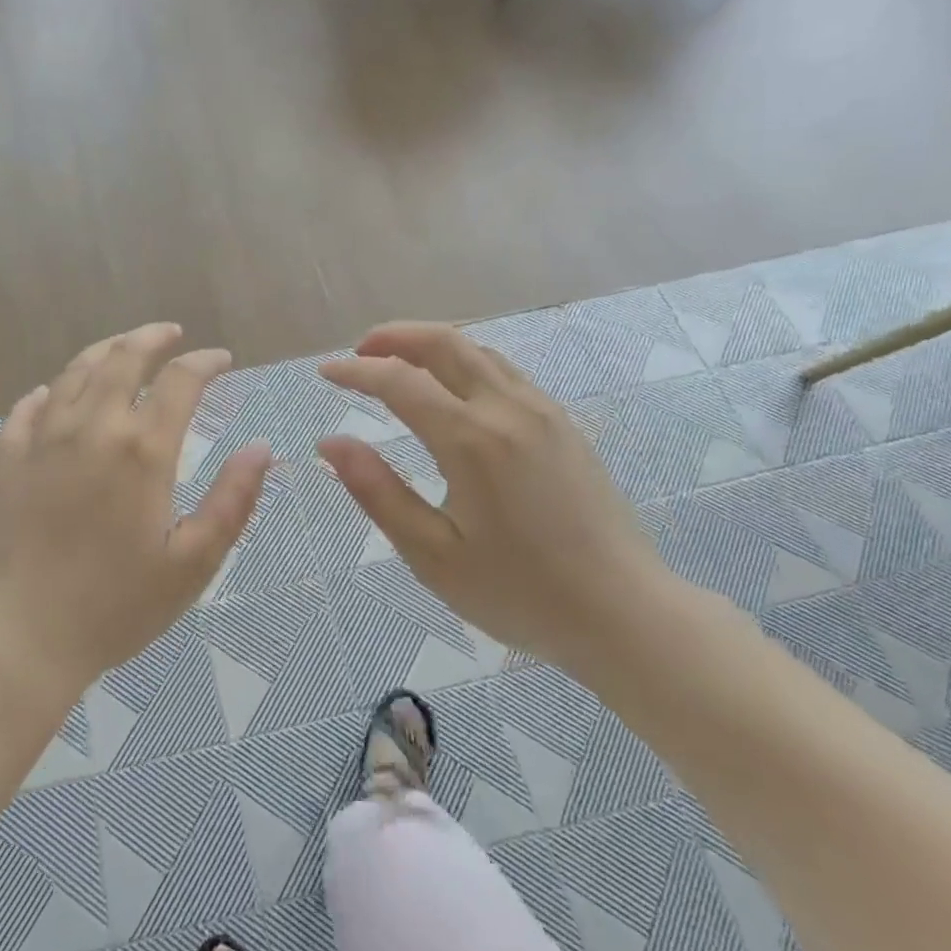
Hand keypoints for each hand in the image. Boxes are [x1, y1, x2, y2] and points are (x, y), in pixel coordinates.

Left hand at [0, 324, 272, 698]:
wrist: (20, 638)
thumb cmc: (116, 607)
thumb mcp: (193, 563)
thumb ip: (232, 500)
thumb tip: (261, 448)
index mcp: (142, 450)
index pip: (180, 381)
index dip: (205, 363)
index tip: (221, 360)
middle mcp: (92, 428)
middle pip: (123, 357)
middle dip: (153, 337)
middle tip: (171, 334)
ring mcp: (42, 439)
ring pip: (75, 371)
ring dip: (105, 351)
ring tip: (123, 348)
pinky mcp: (6, 459)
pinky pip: (28, 407)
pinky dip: (50, 390)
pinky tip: (56, 393)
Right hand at [317, 323, 673, 673]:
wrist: (625, 613)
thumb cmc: (519, 592)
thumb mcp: (433, 554)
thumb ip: (377, 491)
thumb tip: (331, 443)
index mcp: (471, 440)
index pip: (400, 380)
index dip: (356, 371)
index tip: (325, 373)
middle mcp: (508, 409)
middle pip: (444, 342)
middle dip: (394, 337)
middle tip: (358, 352)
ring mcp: (543, 411)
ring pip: (478, 350)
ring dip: (431, 344)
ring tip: (397, 363)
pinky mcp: (564, 424)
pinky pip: (504, 370)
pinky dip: (465, 360)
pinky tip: (453, 388)